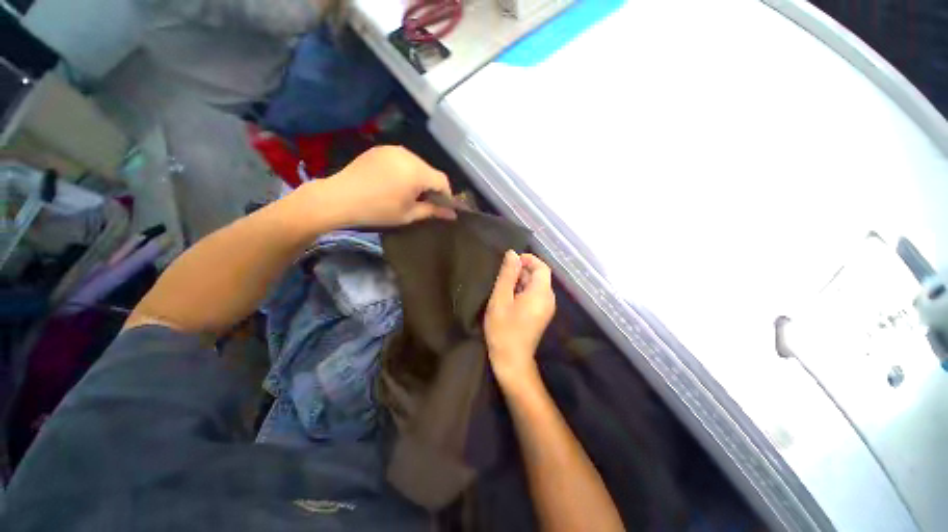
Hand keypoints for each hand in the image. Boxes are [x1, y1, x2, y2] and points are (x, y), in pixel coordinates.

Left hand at [323, 146, 455, 226]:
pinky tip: (394, 182)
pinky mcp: (381, 149)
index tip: (441, 207)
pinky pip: (402, 159)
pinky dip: (405, 170)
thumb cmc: (378, 210)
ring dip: (418, 178)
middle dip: (431, 186)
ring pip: (417, 164)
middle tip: (424, 202)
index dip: (446, 195)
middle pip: (430, 171)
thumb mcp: (409, 214)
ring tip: (408, 193)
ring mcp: (393, 149)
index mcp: (417, 172)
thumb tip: (453, 214)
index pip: (443, 180)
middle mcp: (408, 155)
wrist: (340, 198)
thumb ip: (433, 211)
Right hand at [485, 251, 555, 389]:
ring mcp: (546, 308)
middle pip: (540, 276)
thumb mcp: (501, 298)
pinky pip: (535, 295)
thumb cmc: (503, 329)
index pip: (542, 267)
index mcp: (541, 293)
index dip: (528, 259)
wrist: (511, 360)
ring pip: (536, 285)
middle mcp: (549, 299)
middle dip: (522, 271)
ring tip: (503, 287)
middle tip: (502, 276)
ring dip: (521, 281)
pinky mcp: (541, 315)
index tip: (510, 261)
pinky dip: (523, 291)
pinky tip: (509, 298)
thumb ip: (507, 274)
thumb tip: (512, 254)